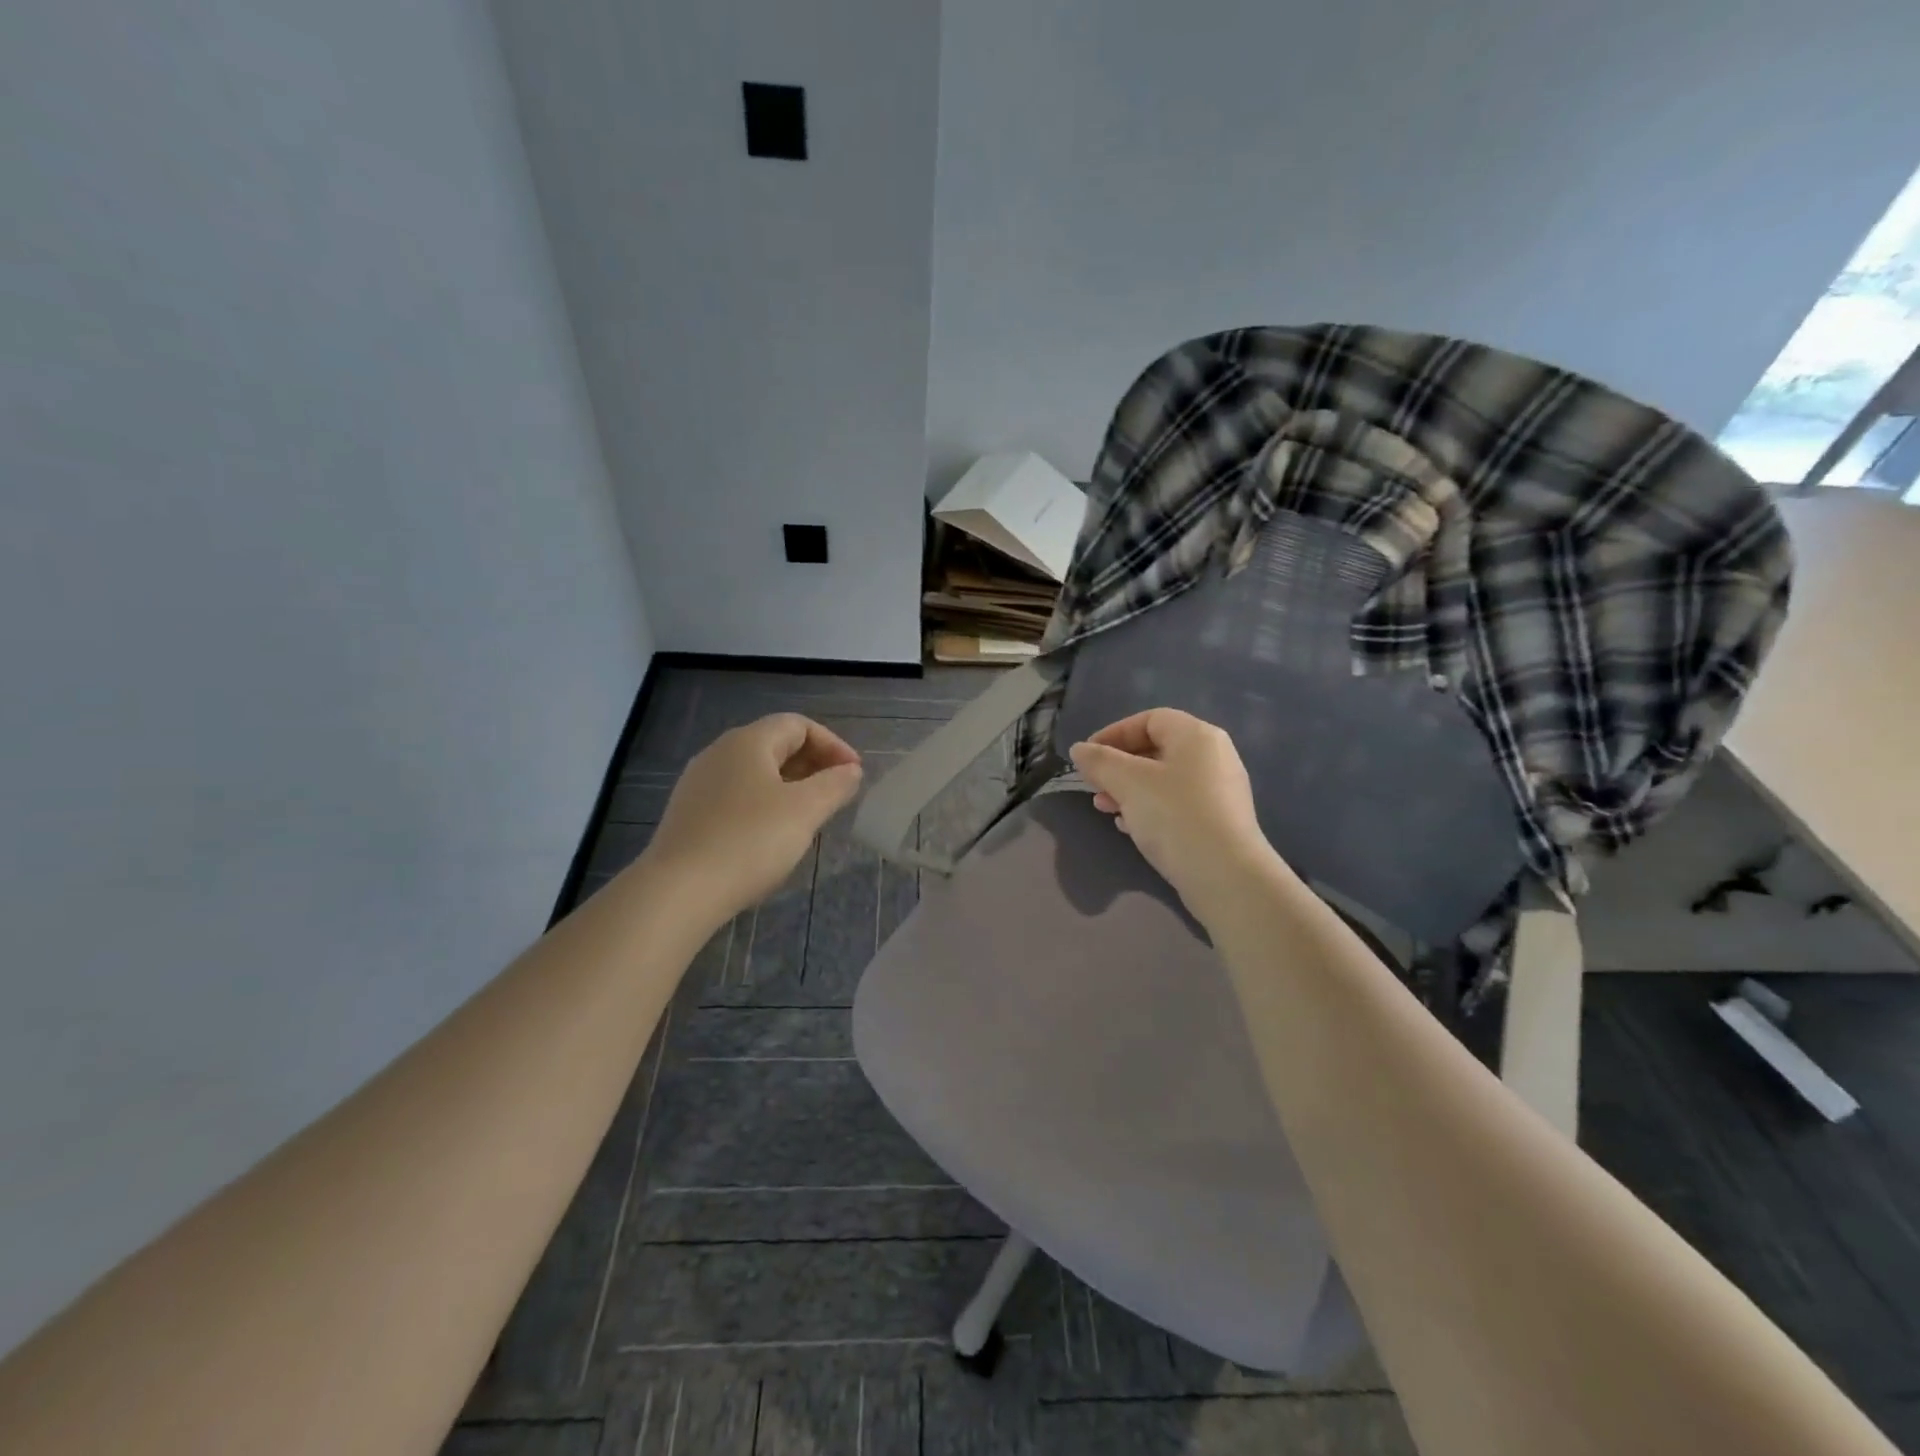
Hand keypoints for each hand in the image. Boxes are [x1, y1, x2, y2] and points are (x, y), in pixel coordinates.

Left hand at [643, 714, 862, 924]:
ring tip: (811, 815)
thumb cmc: (750, 841)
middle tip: (838, 793)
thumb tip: (850, 770)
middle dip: (812, 764)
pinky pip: (736, 796)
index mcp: (748, 742)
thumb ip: (834, 785)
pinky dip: (764, 804)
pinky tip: (772, 835)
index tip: (854, 774)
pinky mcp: (688, 814)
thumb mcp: (805, 810)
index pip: (798, 724)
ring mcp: (699, 784)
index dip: (832, 744)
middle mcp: (719, 753)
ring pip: (755, 772)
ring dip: (790, 786)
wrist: (678, 891)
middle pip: (774, 744)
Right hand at [1067, 708, 1278, 919]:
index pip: (1149, 719)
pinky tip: (1130, 827)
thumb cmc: (1175, 816)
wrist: (1226, 877)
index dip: (1113, 733)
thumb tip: (1079, 749)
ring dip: (1129, 789)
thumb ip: (1100, 761)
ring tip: (1105, 808)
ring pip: (1164, 779)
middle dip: (1118, 766)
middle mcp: (1214, 756)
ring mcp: (1220, 790)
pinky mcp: (1219, 821)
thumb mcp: (1128, 783)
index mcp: (1196, 736)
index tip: (1087, 757)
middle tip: (1094, 785)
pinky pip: (1177, 804)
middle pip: (1156, 749)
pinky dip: (1150, 808)